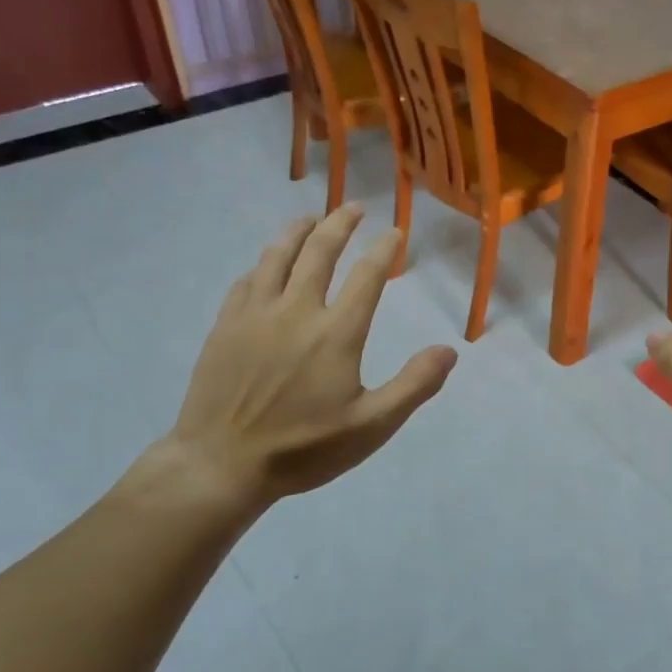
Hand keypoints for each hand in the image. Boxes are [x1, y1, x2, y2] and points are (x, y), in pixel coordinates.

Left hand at [156, 205, 456, 512]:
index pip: (367, 276)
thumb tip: (449, 350)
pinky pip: (246, 280)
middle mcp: (296, 310)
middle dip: (340, 224)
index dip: (384, 250)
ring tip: (311, 218)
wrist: (221, 463)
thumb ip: (414, 385)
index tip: (395, 232)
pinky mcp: (225, 326)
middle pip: (319, 252)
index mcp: (336, 332)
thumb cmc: (303, 448)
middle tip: (353, 208)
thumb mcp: (371, 426)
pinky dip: (263, 263)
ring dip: (298, 231)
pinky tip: (267, 264)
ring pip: (277, 256)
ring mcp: (255, 315)